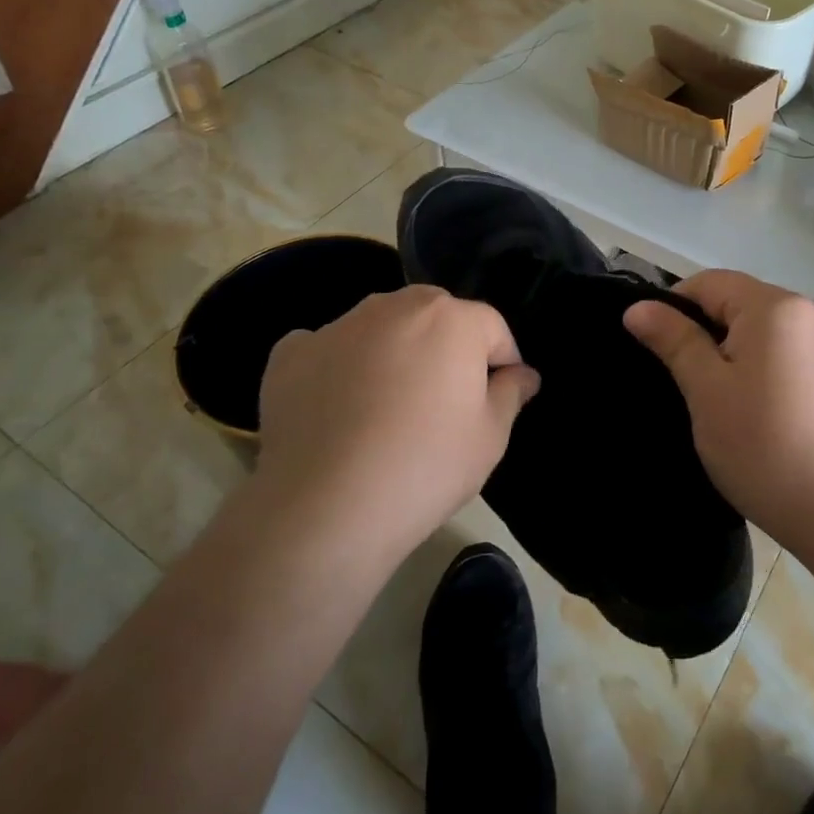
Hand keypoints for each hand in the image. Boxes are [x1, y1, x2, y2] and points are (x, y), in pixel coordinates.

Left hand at [257, 286, 538, 557]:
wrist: (325, 508)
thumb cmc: (425, 467)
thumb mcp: (490, 437)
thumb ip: (511, 393)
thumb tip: (523, 374)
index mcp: (450, 318)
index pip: (491, 327)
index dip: (502, 361)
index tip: (499, 398)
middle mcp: (394, 306)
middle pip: (434, 317)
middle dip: (445, 348)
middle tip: (442, 402)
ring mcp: (337, 326)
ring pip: (380, 329)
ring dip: (392, 353)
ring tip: (386, 409)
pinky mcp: (291, 354)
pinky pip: (327, 350)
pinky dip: (337, 368)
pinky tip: (335, 410)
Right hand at [624, 270, 813, 553]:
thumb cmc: (766, 450)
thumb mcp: (707, 393)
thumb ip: (674, 340)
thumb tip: (637, 307)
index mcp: (778, 306)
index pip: (711, 283)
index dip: (676, 307)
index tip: (661, 350)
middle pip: (743, 302)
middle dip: (711, 332)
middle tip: (692, 384)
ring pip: (769, 327)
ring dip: (741, 350)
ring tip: (729, 400)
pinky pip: (796, 348)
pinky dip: (771, 363)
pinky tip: (766, 406)